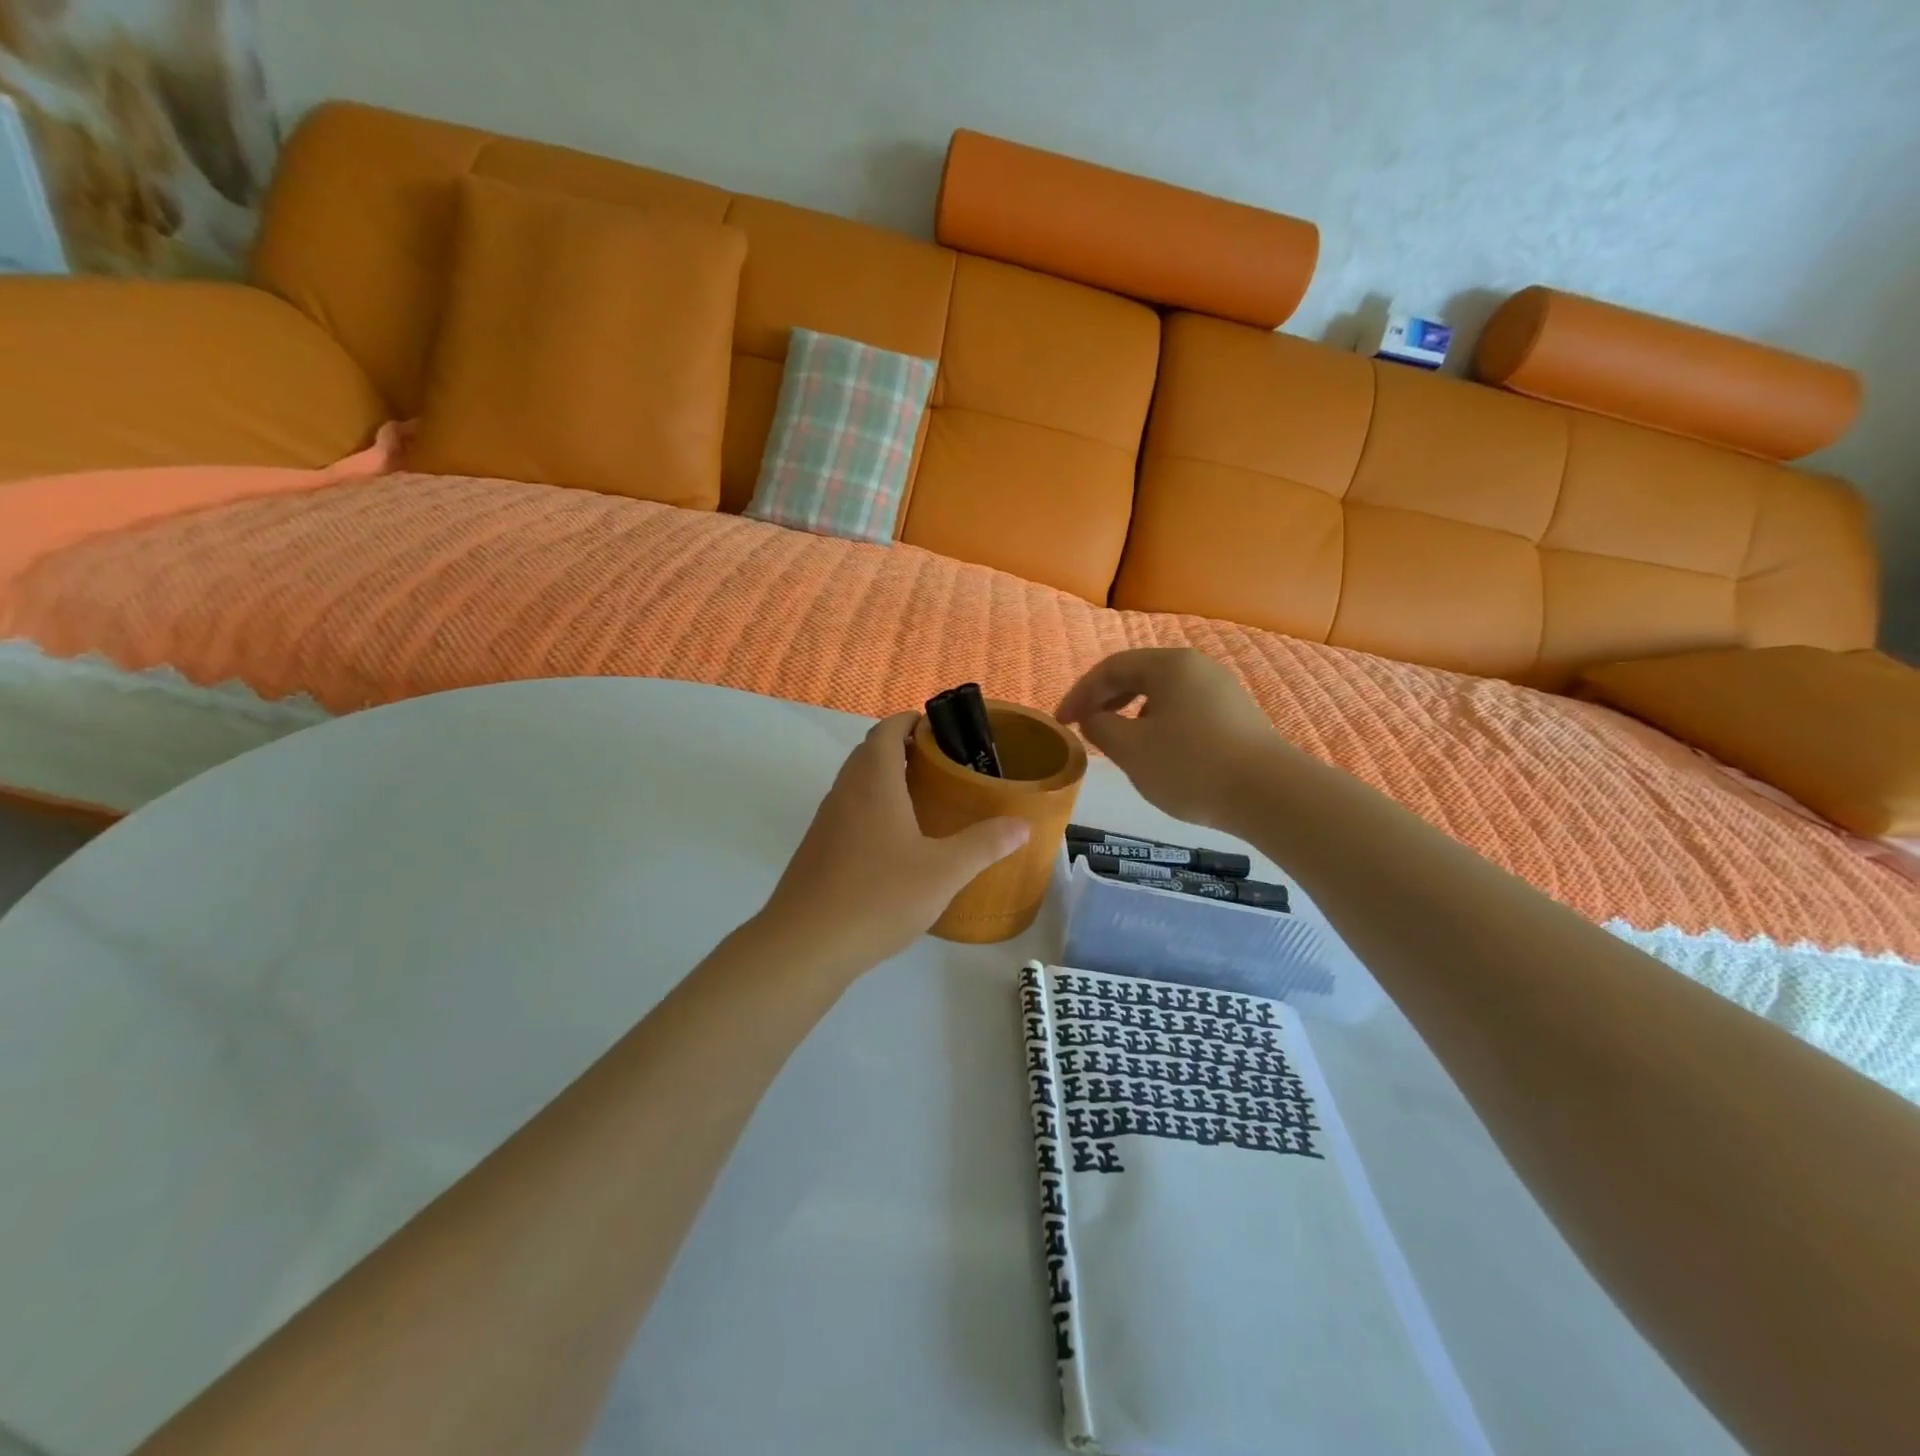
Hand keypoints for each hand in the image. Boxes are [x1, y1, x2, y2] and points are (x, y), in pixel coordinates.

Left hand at [753, 714, 1029, 977]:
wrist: (805, 945)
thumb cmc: (878, 896)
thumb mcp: (943, 872)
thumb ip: (984, 844)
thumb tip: (1022, 824)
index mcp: (873, 782)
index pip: (887, 730)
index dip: (911, 722)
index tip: (941, 729)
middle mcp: (845, 792)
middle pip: (870, 753)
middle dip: (903, 749)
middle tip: (943, 765)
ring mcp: (826, 821)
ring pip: (857, 784)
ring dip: (886, 780)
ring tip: (926, 800)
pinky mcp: (818, 849)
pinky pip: (849, 812)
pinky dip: (873, 809)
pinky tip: (896, 843)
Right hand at [1055, 648, 1285, 828]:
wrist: (1269, 795)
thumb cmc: (1190, 766)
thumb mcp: (1131, 750)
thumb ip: (1101, 728)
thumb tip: (1093, 719)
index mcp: (1169, 665)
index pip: (1110, 667)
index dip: (1079, 694)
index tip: (1061, 722)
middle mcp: (1197, 667)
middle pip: (1138, 675)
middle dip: (1105, 700)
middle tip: (1084, 727)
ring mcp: (1221, 690)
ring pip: (1162, 693)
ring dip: (1131, 712)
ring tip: (1117, 741)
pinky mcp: (1236, 715)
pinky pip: (1184, 709)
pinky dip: (1158, 723)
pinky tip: (1156, 751)